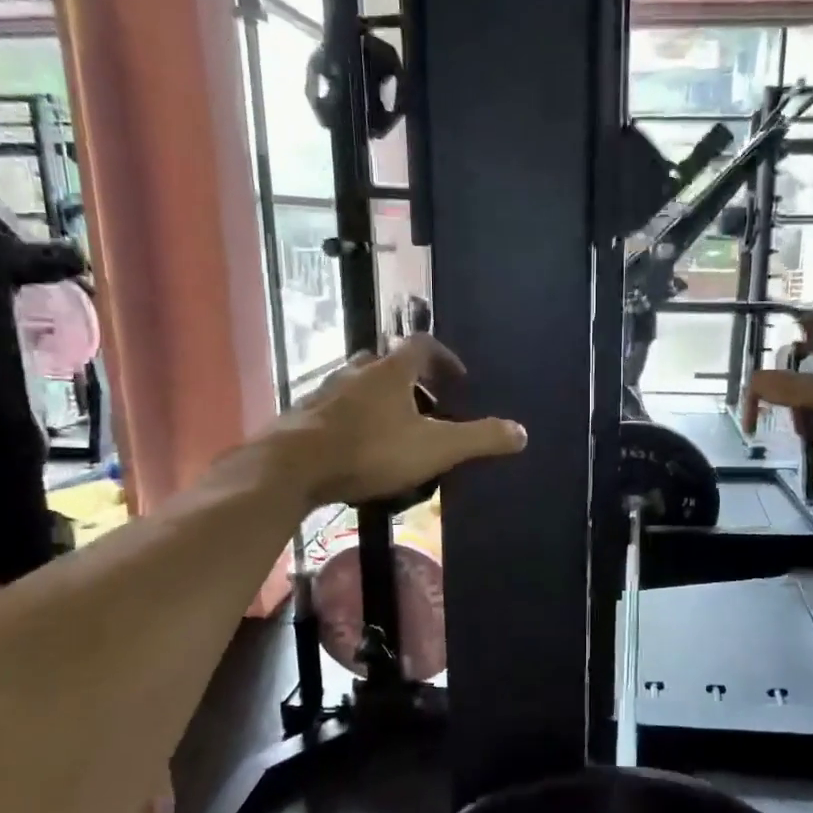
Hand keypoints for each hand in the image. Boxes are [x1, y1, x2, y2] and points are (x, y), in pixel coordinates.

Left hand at [269, 336, 526, 505]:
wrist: (291, 467)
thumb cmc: (370, 450)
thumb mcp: (435, 448)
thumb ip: (479, 439)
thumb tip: (521, 432)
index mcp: (390, 371)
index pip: (422, 345)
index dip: (444, 358)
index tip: (458, 379)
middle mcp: (356, 372)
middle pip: (387, 363)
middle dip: (410, 380)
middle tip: (427, 407)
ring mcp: (325, 393)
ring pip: (358, 386)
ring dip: (379, 400)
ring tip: (394, 431)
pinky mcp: (303, 417)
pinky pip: (335, 410)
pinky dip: (353, 421)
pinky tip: (357, 450)